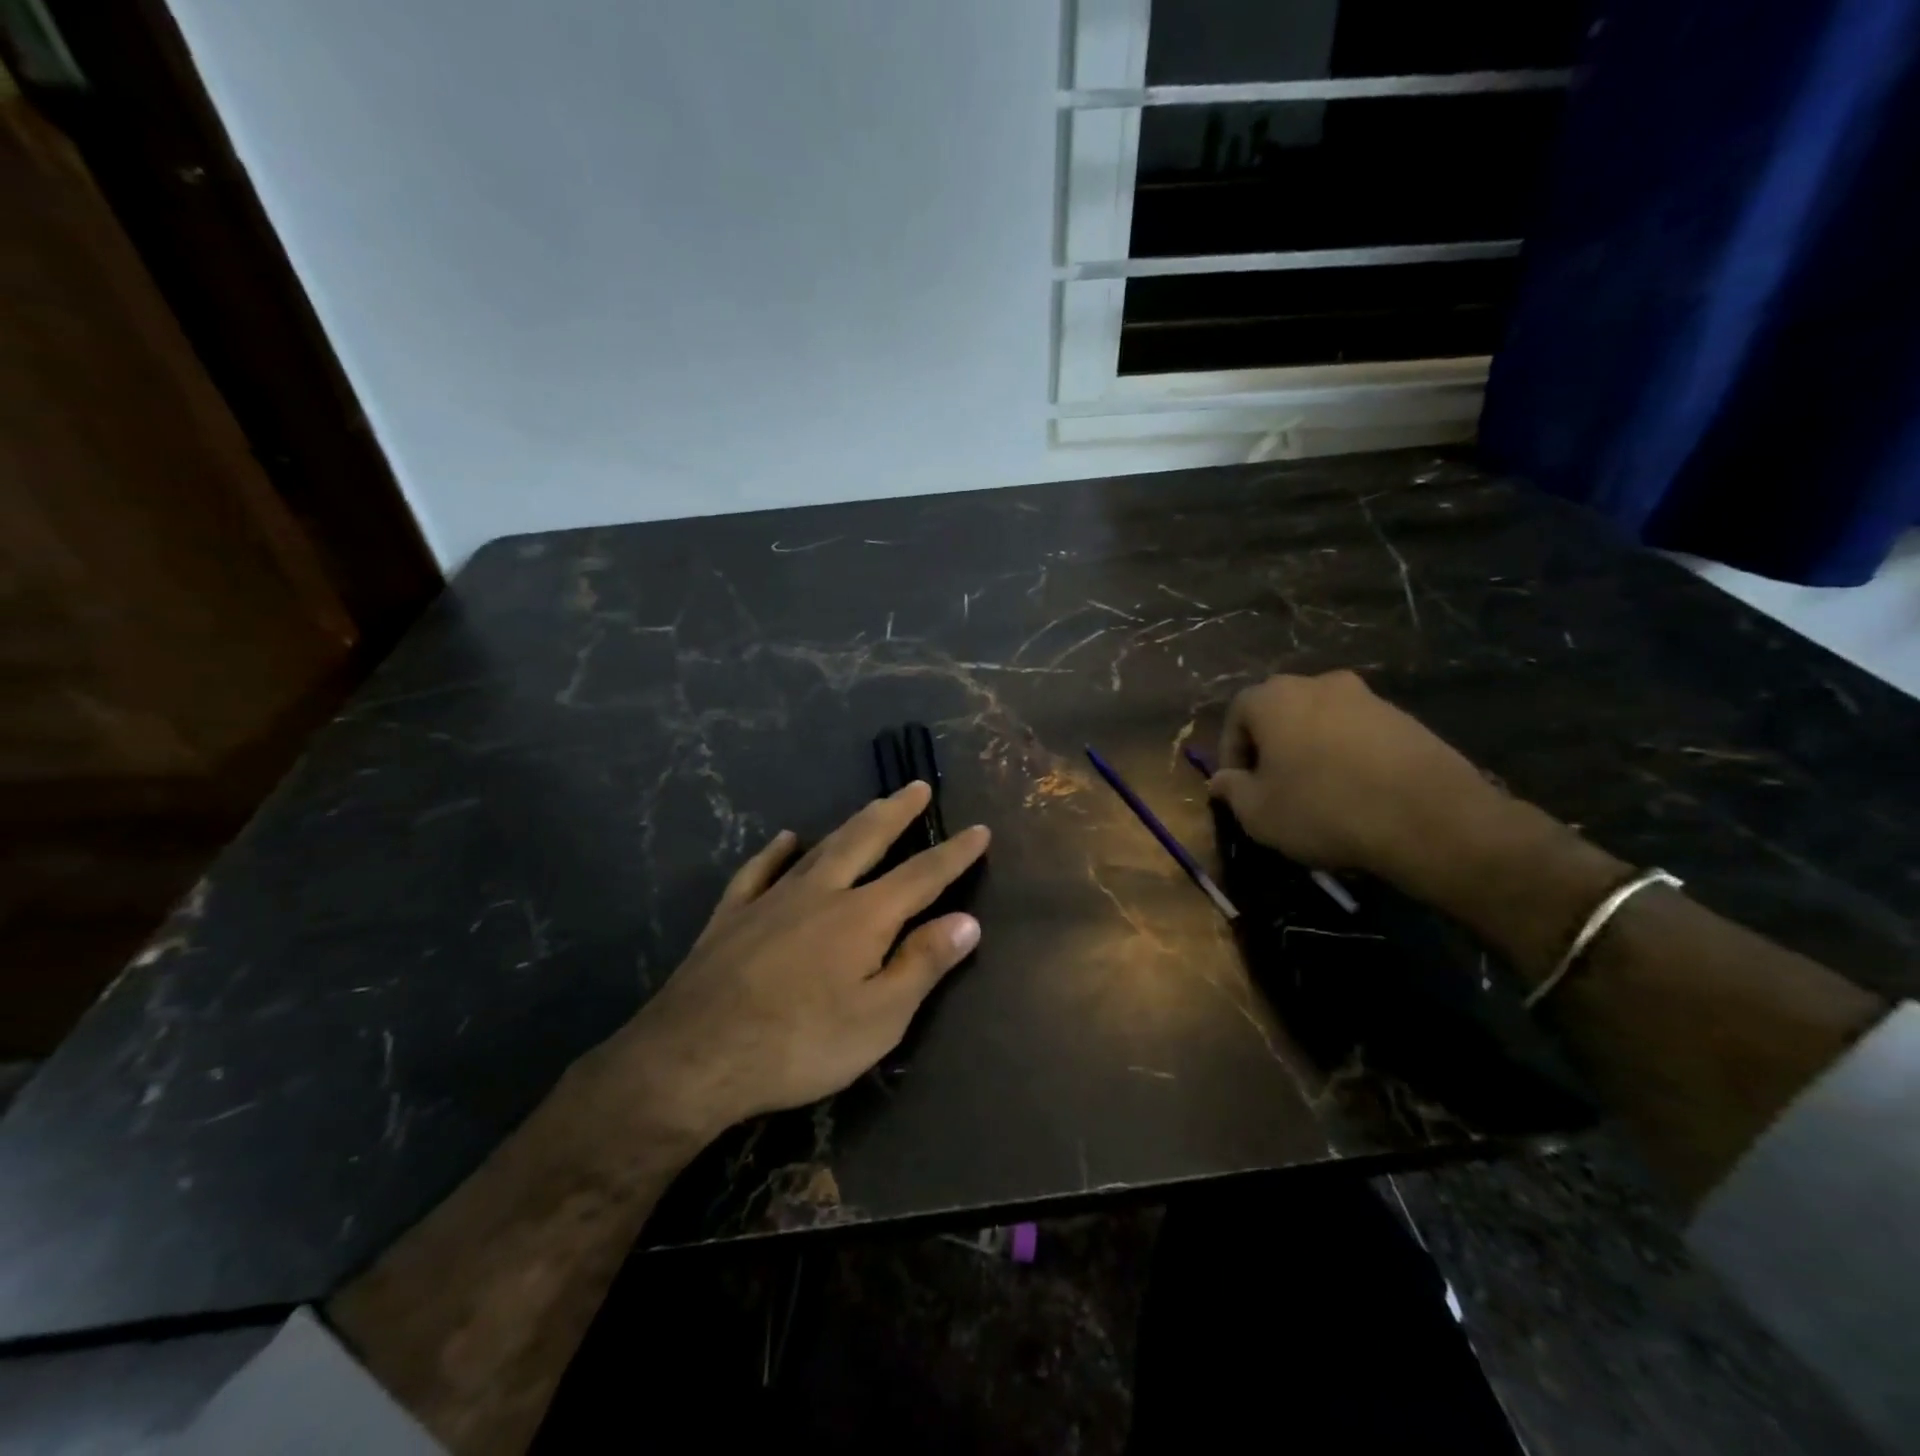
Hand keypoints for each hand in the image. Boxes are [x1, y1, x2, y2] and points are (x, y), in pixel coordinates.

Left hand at [591, 782, 988, 1145]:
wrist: (694, 1058)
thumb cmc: (799, 1044)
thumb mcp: (879, 1019)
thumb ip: (923, 964)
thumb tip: (967, 920)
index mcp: (863, 917)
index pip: (922, 875)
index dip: (954, 853)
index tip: (979, 830)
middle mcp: (821, 893)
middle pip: (867, 840)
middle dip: (897, 812)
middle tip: (917, 787)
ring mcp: (772, 899)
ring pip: (820, 848)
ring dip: (851, 824)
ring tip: (871, 806)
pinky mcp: (732, 916)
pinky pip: (759, 870)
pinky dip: (776, 852)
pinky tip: (785, 839)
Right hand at [1208, 671, 1503, 878]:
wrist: (1428, 817)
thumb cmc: (1322, 808)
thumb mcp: (1258, 812)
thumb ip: (1232, 790)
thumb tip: (1221, 780)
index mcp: (1274, 698)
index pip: (1236, 715)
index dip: (1231, 753)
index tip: (1237, 786)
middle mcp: (1318, 683)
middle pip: (1280, 712)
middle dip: (1271, 746)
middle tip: (1273, 785)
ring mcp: (1367, 697)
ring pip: (1321, 721)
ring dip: (1311, 749)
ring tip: (1317, 791)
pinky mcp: (1405, 718)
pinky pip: (1359, 734)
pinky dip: (1348, 756)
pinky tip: (1356, 791)